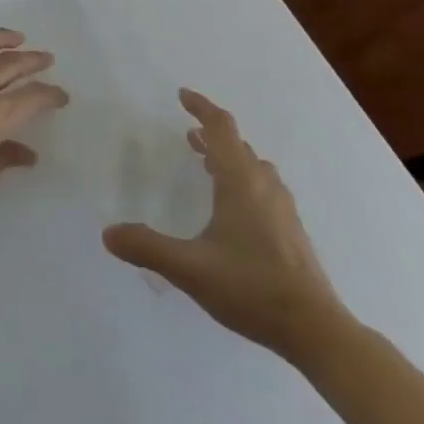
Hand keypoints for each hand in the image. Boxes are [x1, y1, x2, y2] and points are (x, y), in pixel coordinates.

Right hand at [102, 89, 353, 363]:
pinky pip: (264, 186)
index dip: (202, 107)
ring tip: (208, 163)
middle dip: (212, 134)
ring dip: (230, 156)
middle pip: (238, 145)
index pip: (221, 129)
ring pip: (254, 167)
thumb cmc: (251, 288)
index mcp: (240, 183)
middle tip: (189, 134)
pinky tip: (235, 207)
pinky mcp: (291, 230)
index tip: (182, 95)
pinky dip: (244, 178)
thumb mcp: (190, 269)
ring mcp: (282, 209)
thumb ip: (148, 247)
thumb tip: (108, 233)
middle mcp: (264, 187)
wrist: (315, 328)